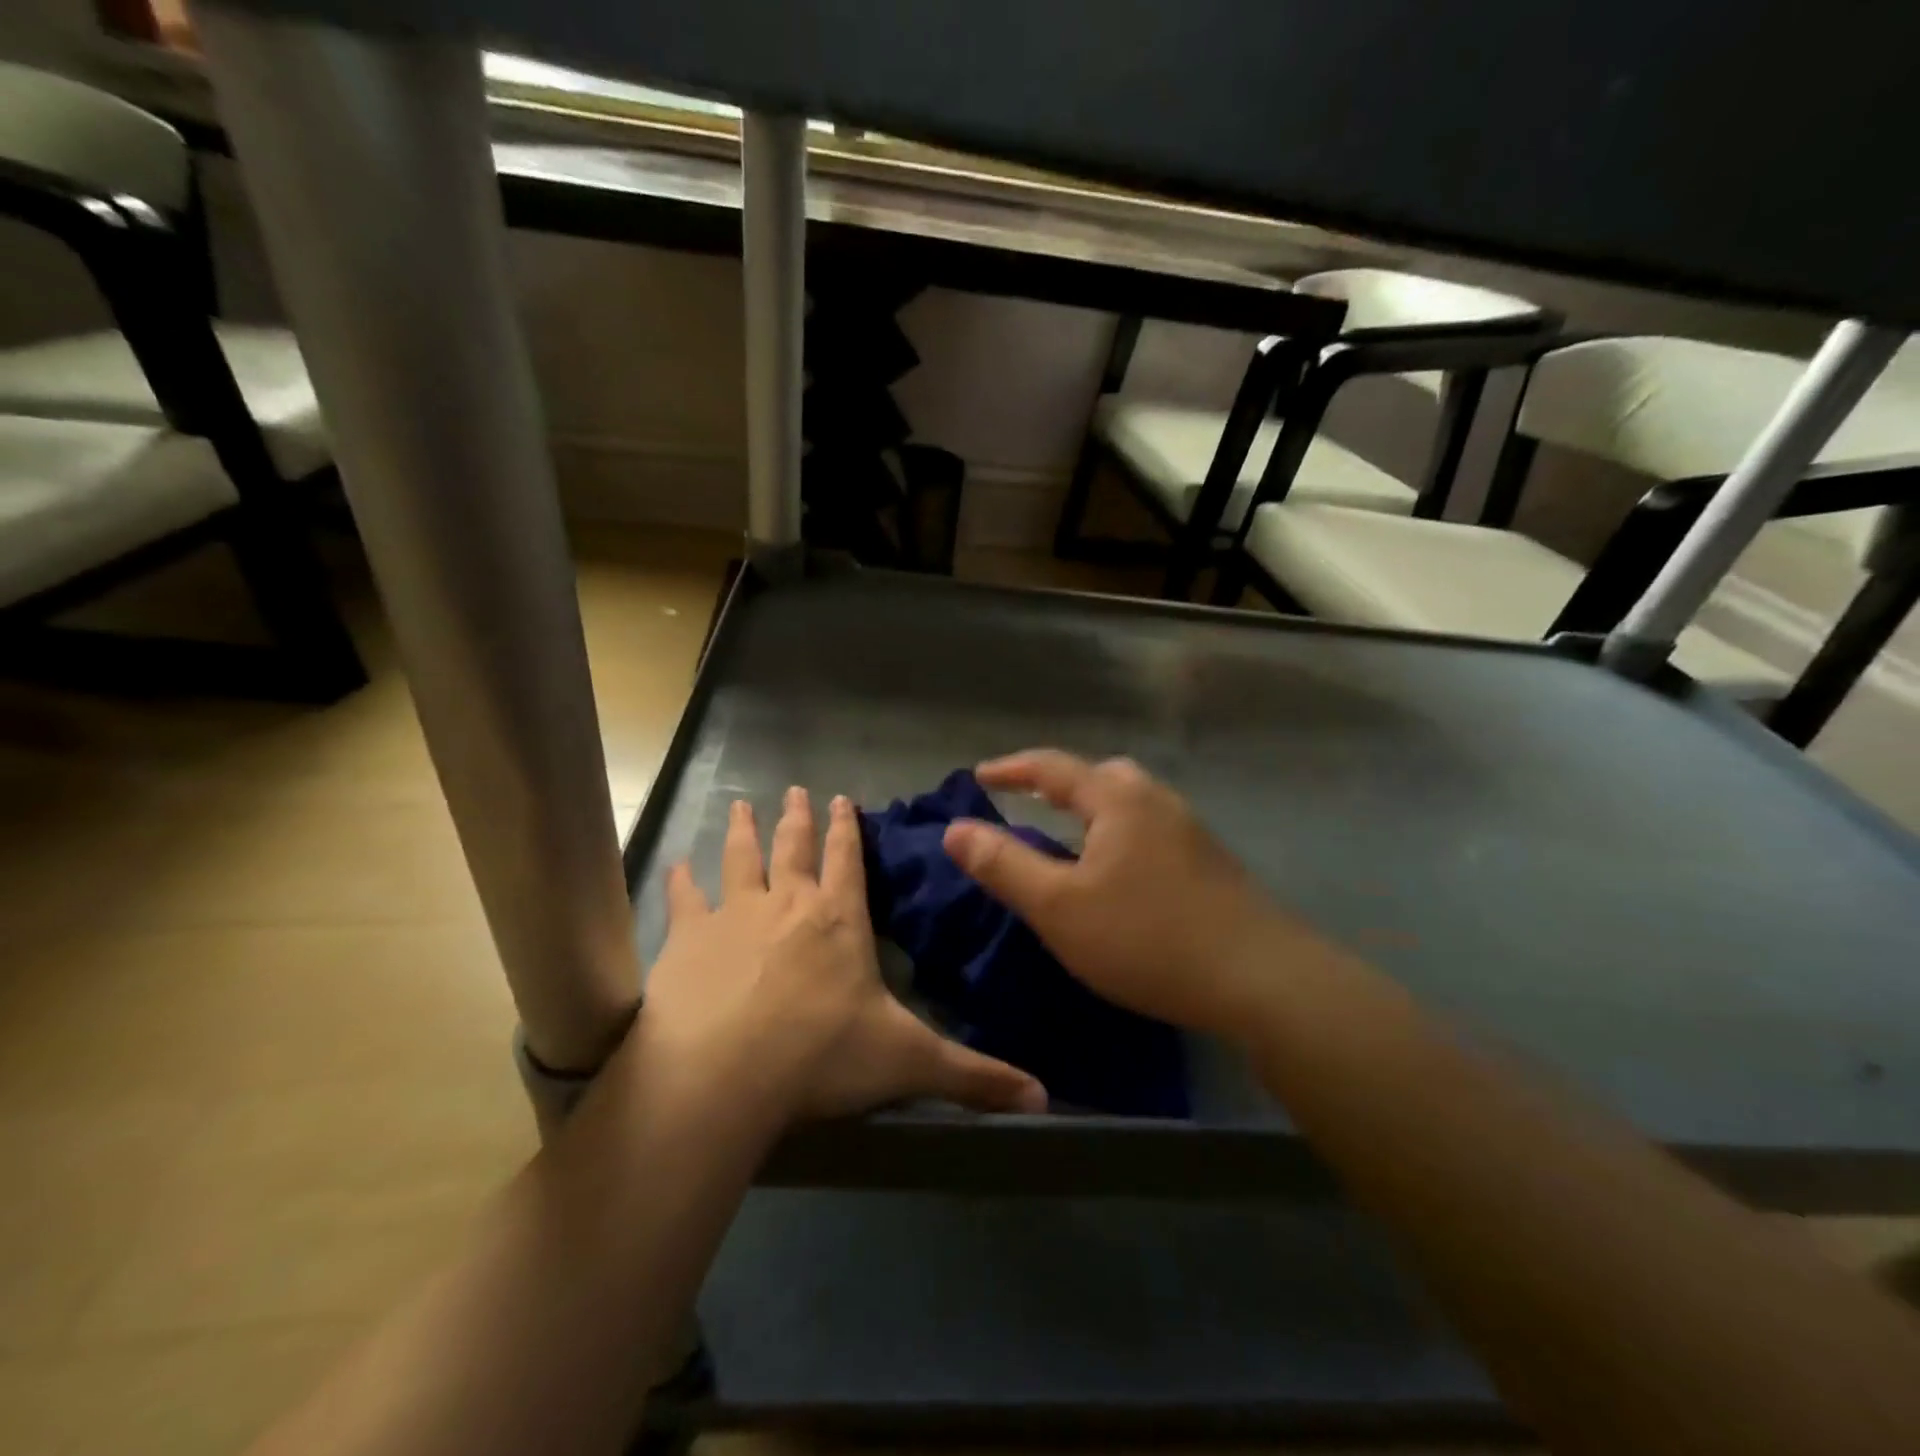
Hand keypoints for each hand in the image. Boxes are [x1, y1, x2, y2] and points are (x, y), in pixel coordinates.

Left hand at [640, 787, 1046, 1124]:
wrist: (723, 1074)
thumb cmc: (821, 1057)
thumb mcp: (908, 1063)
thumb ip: (973, 1076)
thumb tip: (1044, 1099)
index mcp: (839, 920)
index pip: (848, 860)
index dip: (847, 829)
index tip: (842, 799)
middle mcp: (788, 904)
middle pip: (795, 848)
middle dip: (798, 819)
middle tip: (795, 791)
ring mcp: (734, 915)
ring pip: (741, 858)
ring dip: (743, 831)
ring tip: (741, 806)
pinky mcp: (688, 938)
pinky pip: (686, 898)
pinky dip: (682, 880)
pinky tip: (677, 865)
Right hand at [943, 750, 1314, 1037]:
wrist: (1261, 979)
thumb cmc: (1146, 937)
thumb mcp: (1058, 907)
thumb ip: (1003, 865)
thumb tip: (955, 829)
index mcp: (1118, 799)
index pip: (1053, 768)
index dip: (1011, 769)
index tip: (979, 776)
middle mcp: (1157, 800)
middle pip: (1100, 775)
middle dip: (1059, 783)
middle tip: (1029, 801)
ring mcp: (1191, 830)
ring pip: (1130, 803)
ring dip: (1094, 809)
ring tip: (1069, 837)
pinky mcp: (1211, 862)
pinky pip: (1150, 829)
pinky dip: (1119, 834)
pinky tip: (1118, 872)